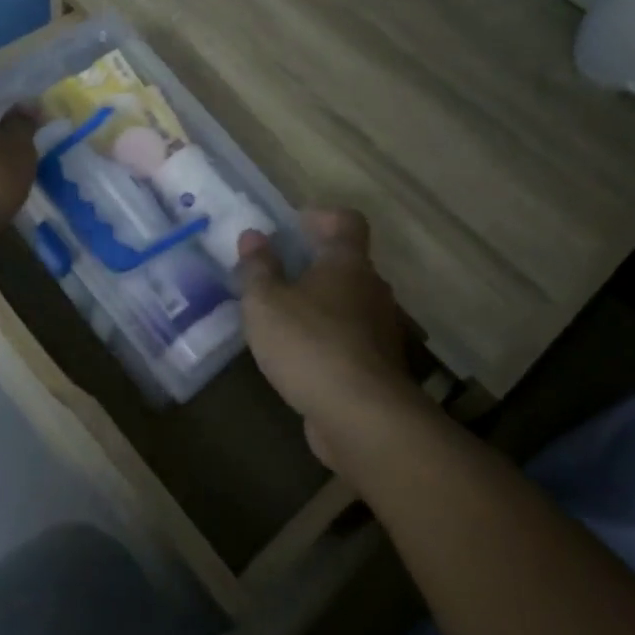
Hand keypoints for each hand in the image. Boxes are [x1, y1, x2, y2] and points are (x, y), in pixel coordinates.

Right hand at [236, 209, 417, 472]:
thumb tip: (253, 235)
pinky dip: (328, 341)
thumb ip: (258, 268)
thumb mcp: (266, 302)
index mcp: (347, 263)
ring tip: (283, 319)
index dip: (323, 217)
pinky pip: (351, 341)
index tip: (295, 226)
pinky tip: (300, 358)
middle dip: (315, 265)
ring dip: (321, 306)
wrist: (362, 417)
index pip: (347, 221)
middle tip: (278, 275)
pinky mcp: (378, 368)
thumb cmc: (309, 344)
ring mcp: (380, 330)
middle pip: (348, 264)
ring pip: (349, 305)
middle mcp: (372, 289)